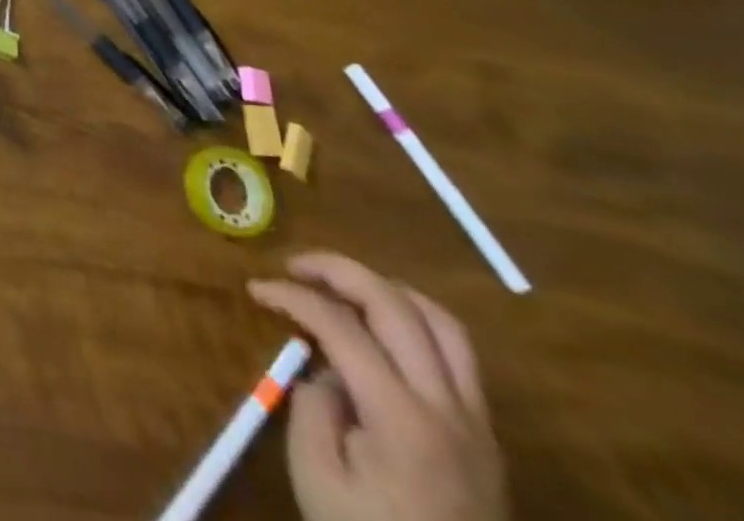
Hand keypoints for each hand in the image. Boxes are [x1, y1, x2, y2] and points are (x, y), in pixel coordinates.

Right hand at [249, 253, 507, 520]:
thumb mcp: (316, 476)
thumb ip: (315, 405)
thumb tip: (326, 368)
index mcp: (401, 418)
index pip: (340, 325)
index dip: (291, 296)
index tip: (256, 290)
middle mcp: (447, 408)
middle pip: (395, 305)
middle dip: (338, 270)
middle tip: (295, 267)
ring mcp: (477, 422)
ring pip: (440, 322)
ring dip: (386, 288)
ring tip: (344, 286)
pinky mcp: (487, 437)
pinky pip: (459, 355)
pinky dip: (416, 320)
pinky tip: (385, 328)